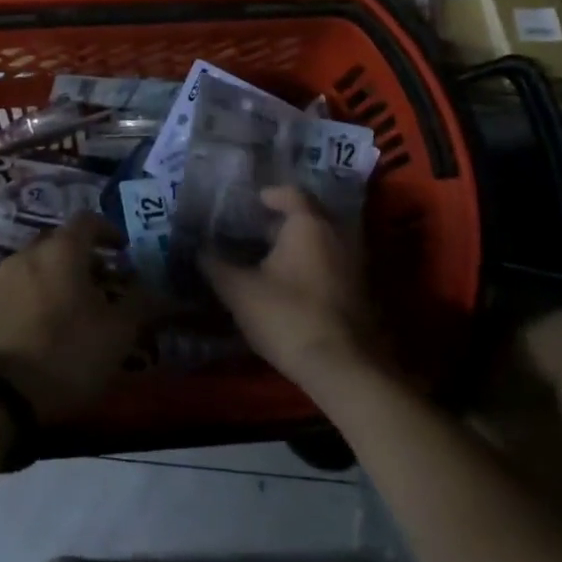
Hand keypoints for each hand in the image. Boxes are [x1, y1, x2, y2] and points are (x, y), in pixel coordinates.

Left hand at [0, 214, 147, 422]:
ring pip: (38, 268)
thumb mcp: (116, 335)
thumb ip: (139, 305)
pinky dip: (38, 299)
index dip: (109, 231)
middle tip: (104, 285)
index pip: (88, 220)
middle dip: (85, 259)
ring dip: (60, 280)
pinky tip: (48, 330)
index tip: (124, 250)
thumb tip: (152, 289)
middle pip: (61, 243)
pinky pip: (19, 291)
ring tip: (78, 312)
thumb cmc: (62, 354)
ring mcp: (0, 281)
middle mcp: (28, 254)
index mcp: (62, 250)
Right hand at [201, 186, 382, 393]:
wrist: (344, 368)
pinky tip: (292, 285)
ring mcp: (355, 262)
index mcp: (309, 223)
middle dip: (284, 222)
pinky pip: (333, 263)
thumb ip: (216, 265)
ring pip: (323, 241)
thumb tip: (199, 249)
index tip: (252, 203)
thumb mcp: (240, 291)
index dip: (270, 195)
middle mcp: (338, 233)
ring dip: (299, 246)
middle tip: (257, 232)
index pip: (290, 194)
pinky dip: (314, 265)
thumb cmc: (288, 316)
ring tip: (270, 260)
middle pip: (309, 216)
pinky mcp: (362, 291)